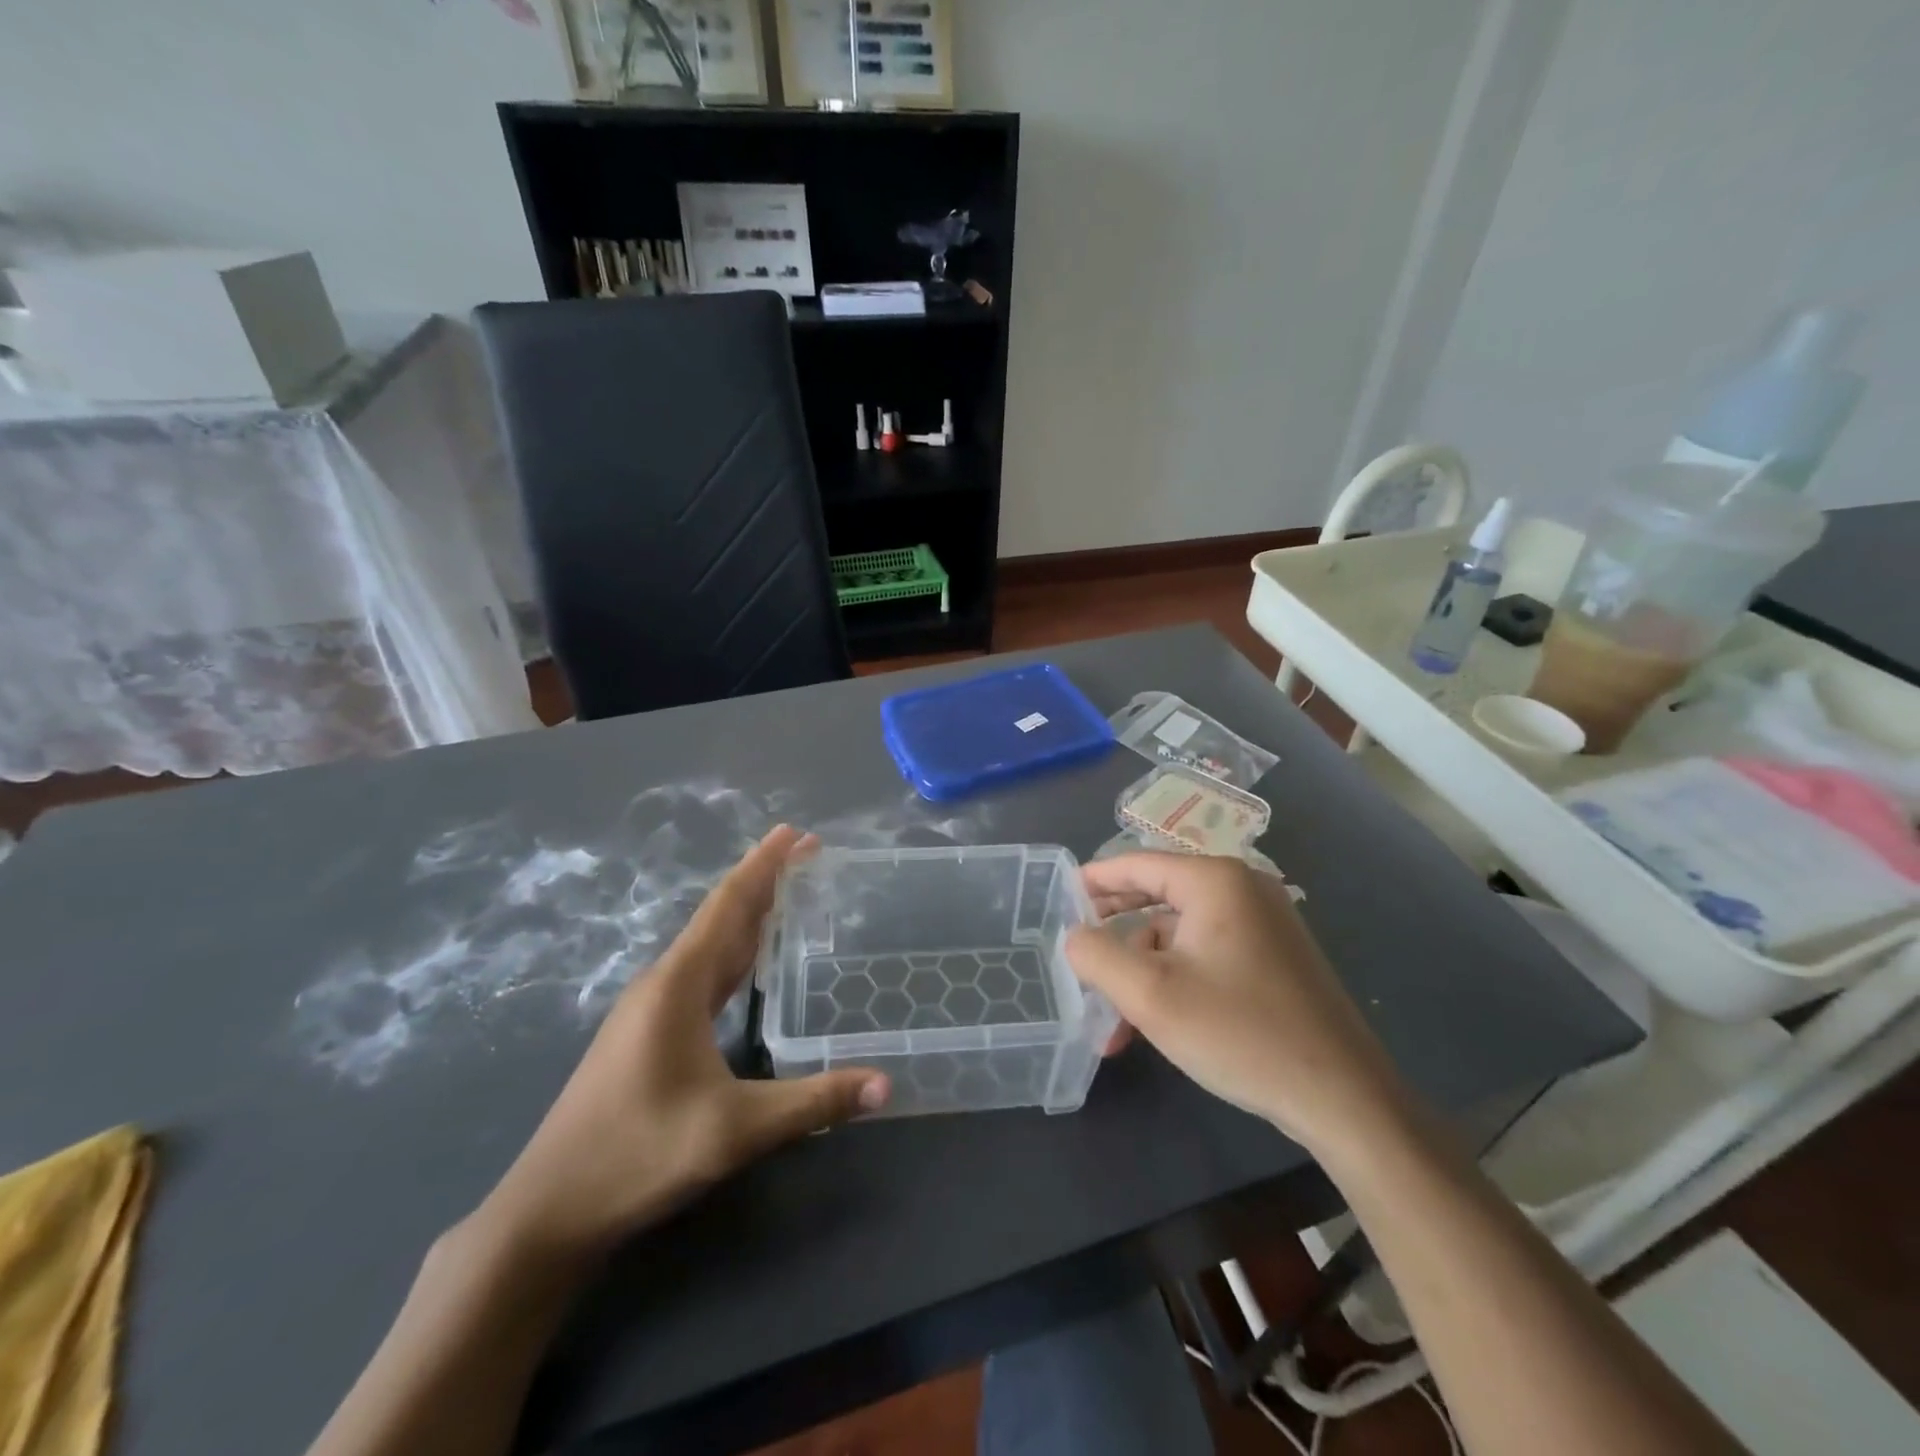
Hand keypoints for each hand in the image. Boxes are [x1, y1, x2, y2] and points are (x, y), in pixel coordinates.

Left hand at [474, 827, 888, 1264]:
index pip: (729, 907)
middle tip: (807, 854)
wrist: (547, 1211)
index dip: (764, 866)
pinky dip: (733, 952)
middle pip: (720, 917)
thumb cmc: (637, 1155)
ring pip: (708, 945)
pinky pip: (701, 972)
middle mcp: (663, 983)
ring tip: (786, 894)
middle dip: (764, 882)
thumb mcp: (734, 1130)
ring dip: (747, 915)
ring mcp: (649, 1009)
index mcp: (679, 984)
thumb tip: (887, 1086)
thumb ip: (813, 1103)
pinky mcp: (646, 1033)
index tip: (796, 832)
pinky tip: (747, 964)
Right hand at [1066, 853, 1410, 1155]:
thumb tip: (1074, 937)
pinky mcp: (1277, 958)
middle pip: (1159, 896)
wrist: (1344, 1097)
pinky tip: (1157, 1024)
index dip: (1095, 880)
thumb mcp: (1150, 995)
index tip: (1062, 897)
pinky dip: (1176, 980)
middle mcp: (1244, 889)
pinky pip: (1209, 954)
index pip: (1138, 863)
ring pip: (1181, 935)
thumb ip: (1097, 956)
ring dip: (1144, 971)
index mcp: (1216, 881)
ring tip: (1114, 1022)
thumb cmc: (1239, 1033)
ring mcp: (1266, 924)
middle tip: (1079, 951)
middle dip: (1115, 932)